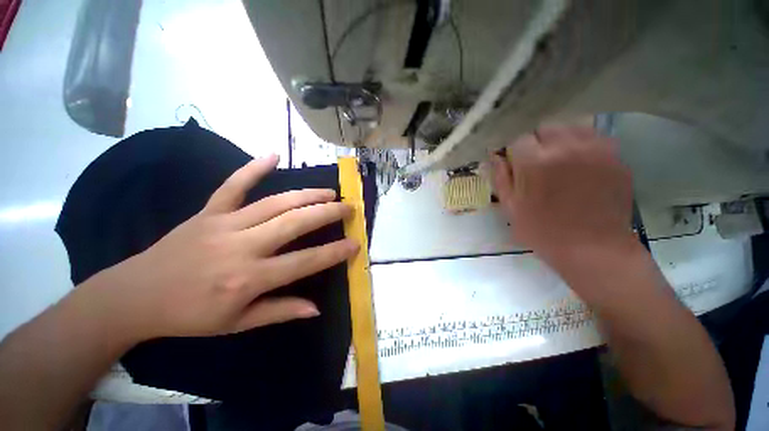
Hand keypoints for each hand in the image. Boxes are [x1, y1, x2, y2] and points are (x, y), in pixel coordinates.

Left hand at [87, 154, 358, 339]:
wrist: (135, 296)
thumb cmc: (190, 315)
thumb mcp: (237, 324)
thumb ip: (280, 312)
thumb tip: (316, 309)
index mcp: (249, 278)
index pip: (305, 262)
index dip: (334, 252)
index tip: (355, 243)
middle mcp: (242, 247)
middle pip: (295, 223)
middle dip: (327, 213)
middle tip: (348, 207)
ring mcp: (224, 224)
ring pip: (275, 203)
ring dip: (307, 195)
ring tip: (329, 192)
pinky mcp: (208, 211)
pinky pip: (233, 186)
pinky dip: (252, 168)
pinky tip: (273, 155)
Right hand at [490, 126, 634, 264]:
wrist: (593, 248)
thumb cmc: (543, 231)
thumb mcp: (511, 208)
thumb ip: (500, 178)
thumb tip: (493, 157)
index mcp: (534, 162)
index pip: (518, 140)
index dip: (515, 154)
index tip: (516, 167)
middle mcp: (565, 148)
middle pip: (545, 128)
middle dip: (536, 143)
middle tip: (537, 164)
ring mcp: (595, 149)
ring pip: (571, 127)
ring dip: (560, 140)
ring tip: (559, 160)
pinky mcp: (615, 157)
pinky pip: (595, 137)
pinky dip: (583, 144)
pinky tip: (581, 163)